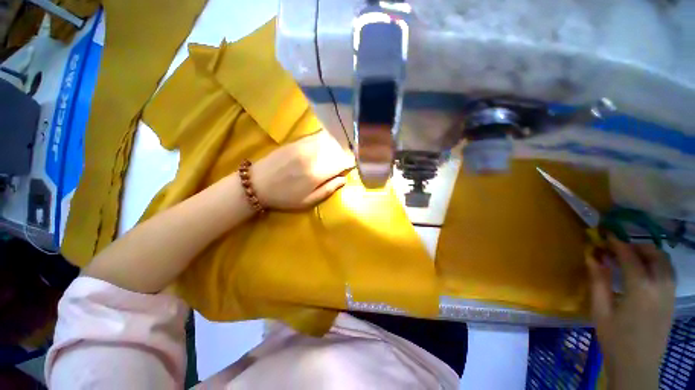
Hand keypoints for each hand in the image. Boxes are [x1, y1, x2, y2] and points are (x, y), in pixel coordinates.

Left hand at [252, 131, 354, 209]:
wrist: (257, 184)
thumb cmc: (284, 197)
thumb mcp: (308, 201)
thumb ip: (328, 189)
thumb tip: (344, 179)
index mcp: (318, 173)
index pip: (342, 161)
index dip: (351, 160)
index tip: (355, 162)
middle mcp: (313, 156)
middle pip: (337, 148)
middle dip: (347, 149)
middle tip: (353, 151)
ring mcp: (304, 146)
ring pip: (328, 139)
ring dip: (338, 141)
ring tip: (344, 143)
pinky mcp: (296, 141)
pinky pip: (316, 136)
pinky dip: (326, 137)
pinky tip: (330, 138)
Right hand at [587, 236, 674, 389]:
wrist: (637, 366)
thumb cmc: (614, 339)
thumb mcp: (601, 310)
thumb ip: (598, 281)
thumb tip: (592, 256)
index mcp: (641, 289)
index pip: (630, 257)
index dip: (617, 244)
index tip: (605, 236)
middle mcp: (660, 286)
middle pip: (654, 254)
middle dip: (636, 246)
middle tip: (617, 249)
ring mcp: (670, 293)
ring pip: (665, 262)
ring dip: (649, 253)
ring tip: (631, 258)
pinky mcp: (672, 300)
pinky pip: (668, 273)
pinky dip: (657, 264)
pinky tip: (644, 272)